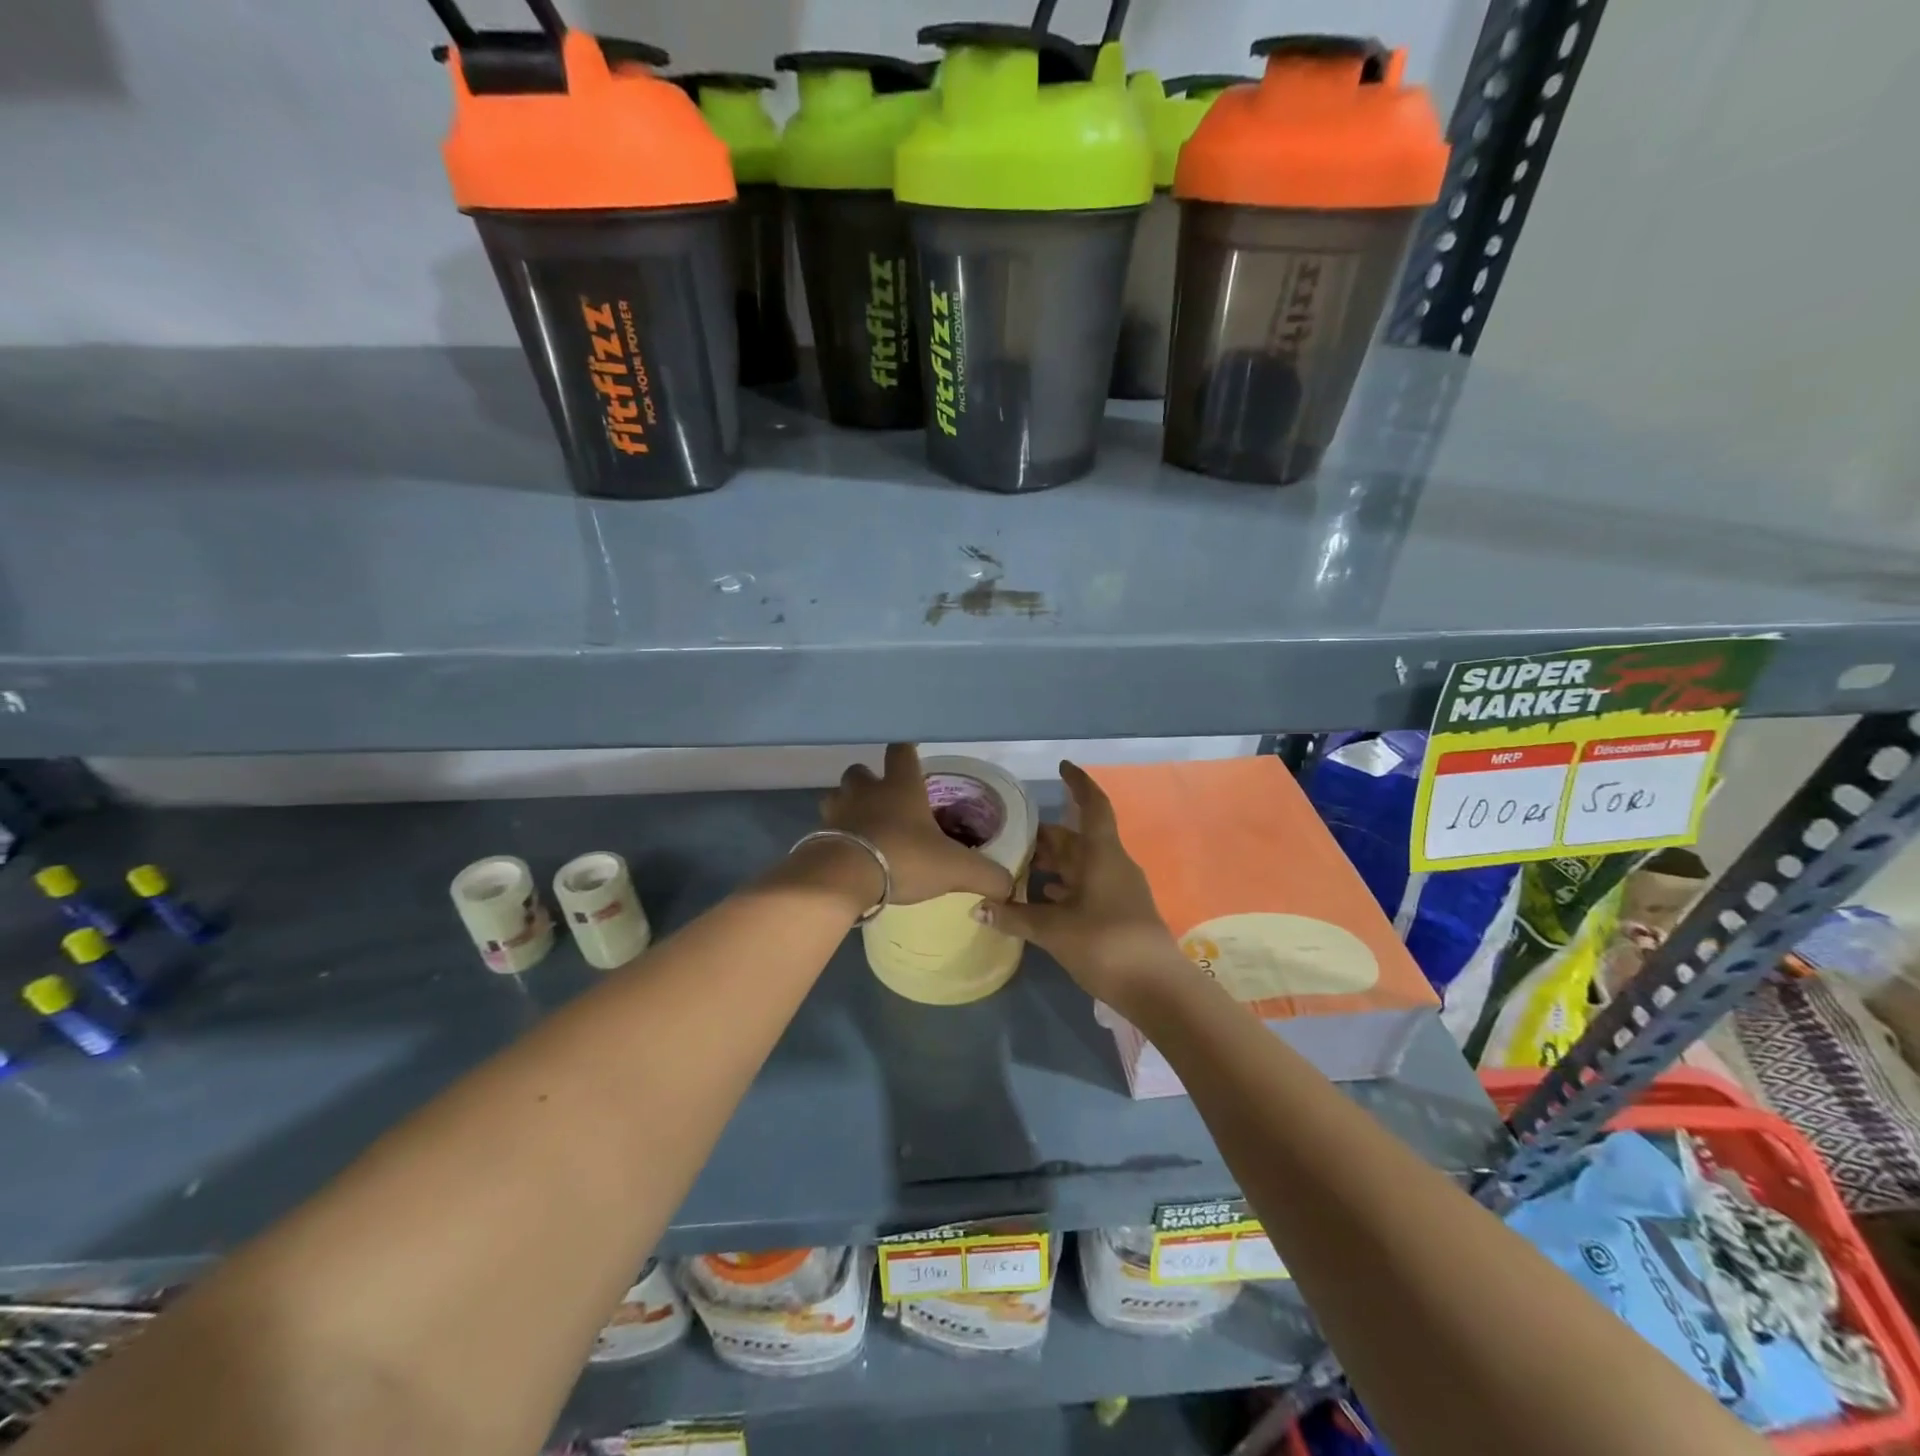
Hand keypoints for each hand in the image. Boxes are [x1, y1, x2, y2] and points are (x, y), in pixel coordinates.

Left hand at [820, 744, 1013, 906]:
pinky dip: (835, 835)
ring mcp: (838, 811)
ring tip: (863, 826)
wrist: (844, 877)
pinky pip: (825, 828)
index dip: (907, 751)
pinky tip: (849, 853)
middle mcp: (866, 791)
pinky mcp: (818, 835)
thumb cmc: (904, 857)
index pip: (902, 751)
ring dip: (847, 805)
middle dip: (870, 781)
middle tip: (884, 801)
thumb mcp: (955, 869)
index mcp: (901, 786)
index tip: (912, 757)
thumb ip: (986, 875)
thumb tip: (1009, 885)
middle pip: (860, 771)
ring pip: (837, 796)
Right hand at [974, 761, 1186, 1007]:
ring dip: (1053, 864)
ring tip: (1017, 866)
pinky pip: (1085, 888)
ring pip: (1080, 865)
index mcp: (1102, 855)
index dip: (1078, 784)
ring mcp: (1117, 890)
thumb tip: (977, 908)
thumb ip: (1015, 916)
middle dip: (1047, 835)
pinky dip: (1063, 888)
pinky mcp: (1117, 913)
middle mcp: (1112, 864)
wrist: (1156, 989)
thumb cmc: (1106, 944)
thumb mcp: (1054, 929)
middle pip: (1077, 839)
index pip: (1093, 806)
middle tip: (1011, 835)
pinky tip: (1041, 898)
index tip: (1062, 767)